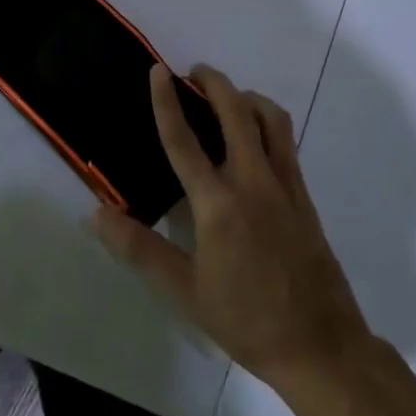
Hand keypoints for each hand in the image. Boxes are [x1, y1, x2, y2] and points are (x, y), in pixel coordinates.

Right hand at [94, 64, 374, 392]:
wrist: (319, 346)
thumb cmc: (245, 320)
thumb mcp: (184, 291)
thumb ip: (139, 248)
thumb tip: (96, 215)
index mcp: (217, 204)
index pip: (184, 140)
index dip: (167, 101)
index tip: (158, 70)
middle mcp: (253, 181)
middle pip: (235, 112)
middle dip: (214, 82)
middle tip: (194, 73)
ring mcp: (284, 185)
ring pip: (270, 119)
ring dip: (247, 97)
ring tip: (228, 97)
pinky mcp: (305, 196)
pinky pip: (286, 142)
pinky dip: (267, 123)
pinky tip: (255, 138)